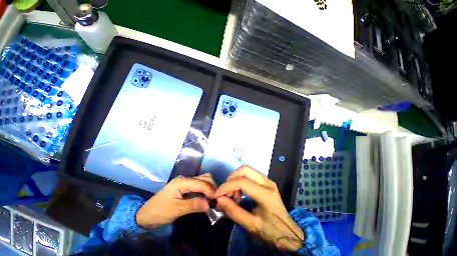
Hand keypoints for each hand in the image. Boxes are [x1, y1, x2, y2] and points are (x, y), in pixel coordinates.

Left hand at [136, 173, 215, 228]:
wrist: (145, 215)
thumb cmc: (159, 212)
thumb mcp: (176, 210)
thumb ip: (193, 205)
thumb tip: (209, 204)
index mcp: (182, 182)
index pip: (200, 183)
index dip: (210, 190)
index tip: (216, 199)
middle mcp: (185, 178)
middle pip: (203, 178)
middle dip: (211, 187)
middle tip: (216, 198)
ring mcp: (185, 182)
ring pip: (202, 180)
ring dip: (209, 187)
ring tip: (212, 198)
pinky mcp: (185, 187)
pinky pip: (199, 185)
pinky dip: (205, 190)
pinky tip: (207, 197)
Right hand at [215, 166, 303, 251]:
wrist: (288, 231)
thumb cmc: (271, 231)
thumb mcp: (252, 225)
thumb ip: (234, 212)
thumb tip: (219, 199)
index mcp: (266, 194)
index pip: (242, 182)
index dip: (227, 186)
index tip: (217, 195)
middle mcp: (267, 182)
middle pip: (244, 169)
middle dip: (231, 178)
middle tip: (226, 193)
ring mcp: (267, 180)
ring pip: (246, 170)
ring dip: (236, 179)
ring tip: (233, 194)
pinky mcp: (265, 181)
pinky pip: (249, 174)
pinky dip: (240, 180)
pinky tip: (239, 192)